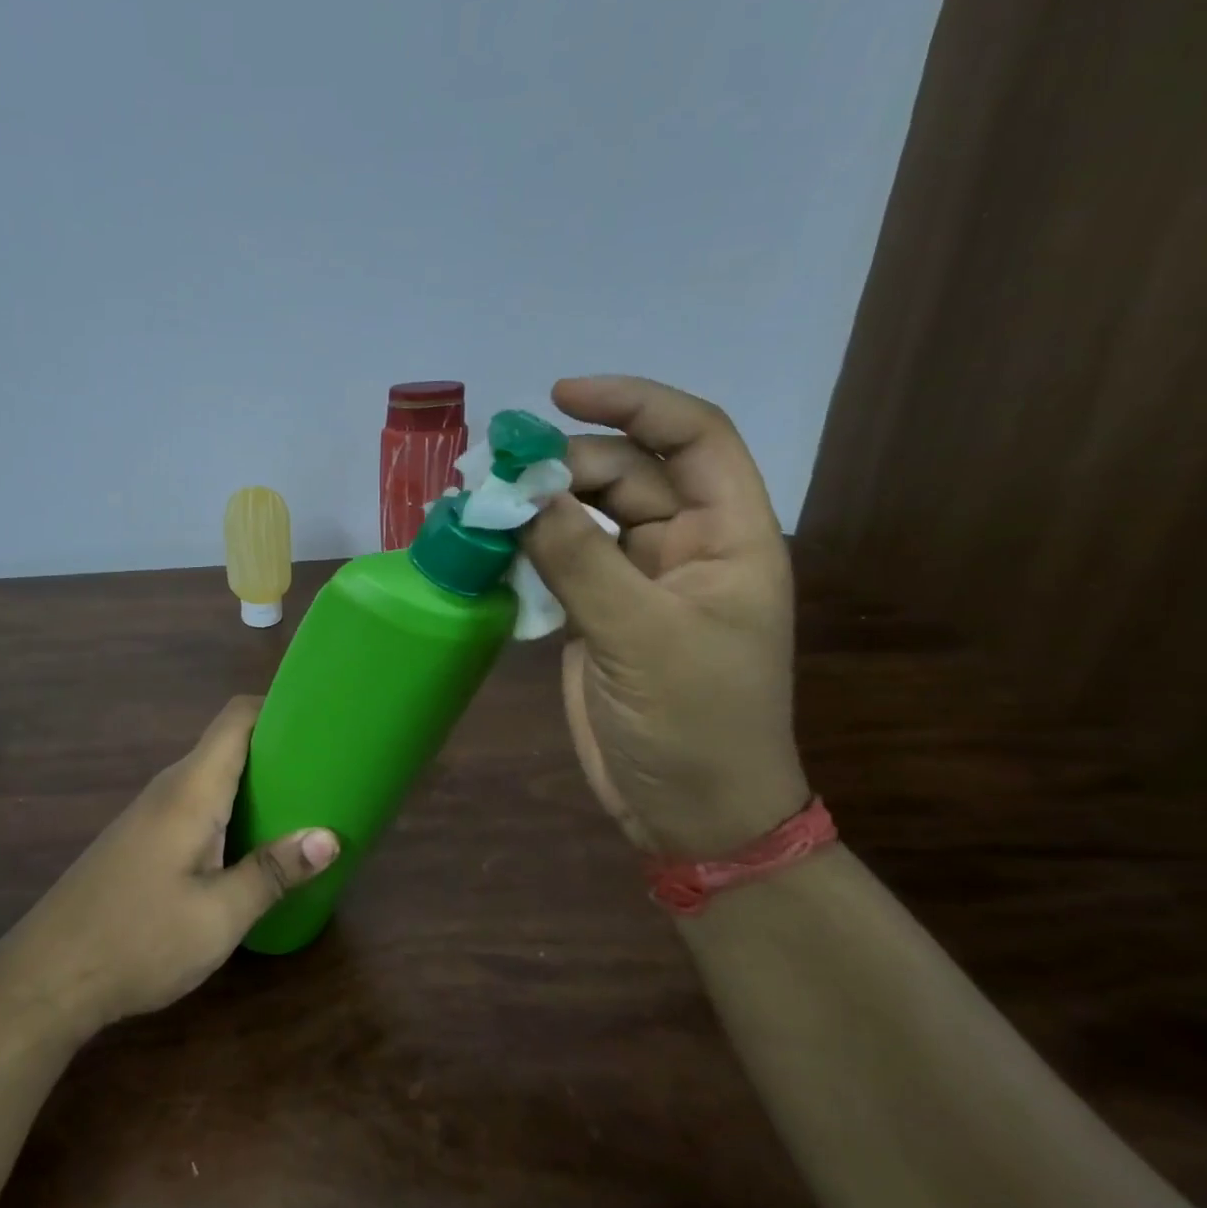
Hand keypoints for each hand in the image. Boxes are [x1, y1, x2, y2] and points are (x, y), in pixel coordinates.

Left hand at [6, 696, 337, 1031]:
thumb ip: (273, 872)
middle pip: (229, 744)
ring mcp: (151, 813)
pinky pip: (197, 803)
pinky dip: (232, 808)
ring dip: (256, 783)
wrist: (46, 979)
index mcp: (191, 790)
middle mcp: (170, 788)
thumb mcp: (218, 916)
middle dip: (278, 750)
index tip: (321, 720)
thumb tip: (330, 837)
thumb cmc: (138, 940)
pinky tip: (252, 844)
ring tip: (303, 805)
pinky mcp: (142, 838)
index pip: (236, 718)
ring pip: (213, 776)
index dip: (278, 707)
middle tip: (326, 771)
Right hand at [522, 376, 809, 859]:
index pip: (693, 437)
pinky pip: (558, 561)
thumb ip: (579, 559)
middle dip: (562, 463)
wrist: (688, 812)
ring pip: (583, 516)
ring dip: (535, 505)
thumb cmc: (694, 724)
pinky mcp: (597, 614)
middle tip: (496, 474)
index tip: (559, 395)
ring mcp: (636, 582)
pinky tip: (486, 548)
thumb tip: (521, 491)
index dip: (632, 403)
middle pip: (623, 473)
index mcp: (728, 537)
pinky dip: (523, 550)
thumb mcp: (641, 636)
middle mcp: (683, 547)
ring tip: (479, 502)